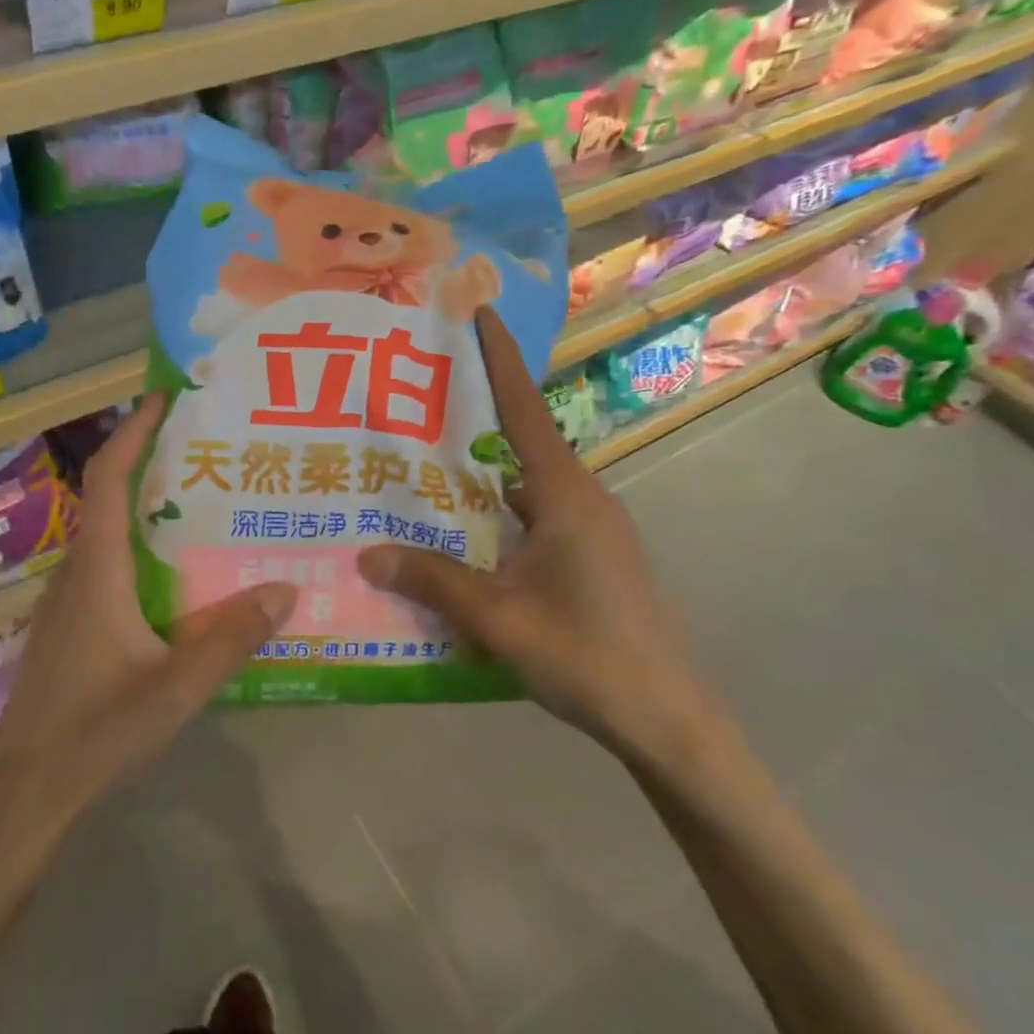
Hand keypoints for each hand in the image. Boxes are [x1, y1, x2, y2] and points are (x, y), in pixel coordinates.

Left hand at [0, 394, 296, 832]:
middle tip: (207, 447)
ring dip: (146, 506)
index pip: (108, 480)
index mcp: (98, 572)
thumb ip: (231, 640)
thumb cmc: (95, 733)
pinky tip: (178, 573)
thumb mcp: (176, 690)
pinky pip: (107, 564)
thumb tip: (286, 588)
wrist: (28, 790)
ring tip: (203, 501)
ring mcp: (69, 599)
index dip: (133, 432)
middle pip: (108, 496)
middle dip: (149, 460)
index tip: (165, 397)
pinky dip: (140, 546)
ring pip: (108, 533)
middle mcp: (78, 572)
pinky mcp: (71, 624)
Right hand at [357, 309, 728, 765]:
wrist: (667, 720)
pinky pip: (531, 521)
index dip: (499, 360)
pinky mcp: (589, 559)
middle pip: (519, 444)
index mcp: (566, 496)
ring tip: (417, 476)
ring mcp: (589, 531)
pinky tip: (457, 543)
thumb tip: (366, 553)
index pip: (525, 411)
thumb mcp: (499, 619)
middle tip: (411, 406)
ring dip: (477, 481)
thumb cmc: (588, 656)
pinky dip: (494, 520)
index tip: (478, 313)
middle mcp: (581, 500)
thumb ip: (433, 581)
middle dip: (470, 421)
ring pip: (522, 489)